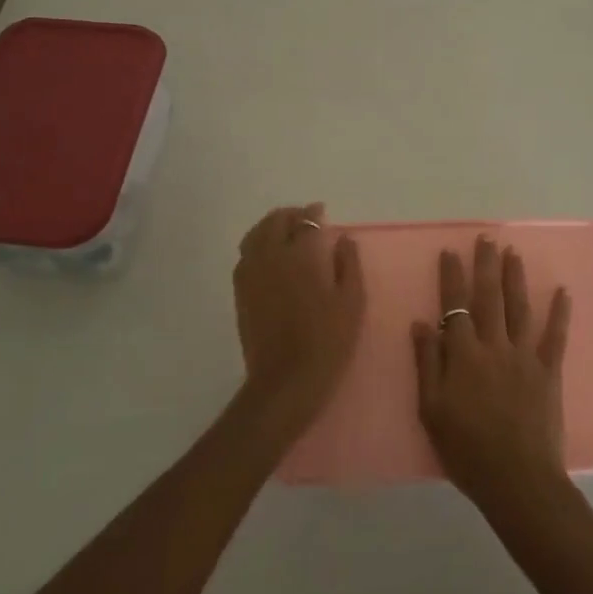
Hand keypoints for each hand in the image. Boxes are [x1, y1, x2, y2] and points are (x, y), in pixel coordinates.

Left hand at [232, 204, 365, 425]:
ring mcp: (251, 274)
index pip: (306, 222)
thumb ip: (348, 264)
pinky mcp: (240, 292)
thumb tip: (343, 238)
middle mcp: (271, 256)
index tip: (322, 212)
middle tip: (305, 219)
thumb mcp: (352, 301)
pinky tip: (269, 256)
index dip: (314, 214)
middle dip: (291, 215)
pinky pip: (245, 255)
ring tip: (285, 232)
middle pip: (275, 222)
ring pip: (255, 235)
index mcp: (300, 256)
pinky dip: (257, 244)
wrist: (286, 380)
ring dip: (271, 226)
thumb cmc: (327, 340)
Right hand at [412, 236, 571, 513]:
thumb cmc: (466, 449)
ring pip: (519, 308)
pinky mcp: (549, 371)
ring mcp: (525, 356)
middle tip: (486, 238)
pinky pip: (555, 336)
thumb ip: (427, 363)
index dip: (452, 277)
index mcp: (464, 355)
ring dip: (515, 278)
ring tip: (513, 253)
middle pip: (489, 297)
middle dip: (486, 265)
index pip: (455, 306)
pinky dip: (560, 313)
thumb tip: (421, 323)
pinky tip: (562, 291)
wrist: (516, 479)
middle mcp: (494, 346)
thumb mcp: (431, 410)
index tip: (451, 252)